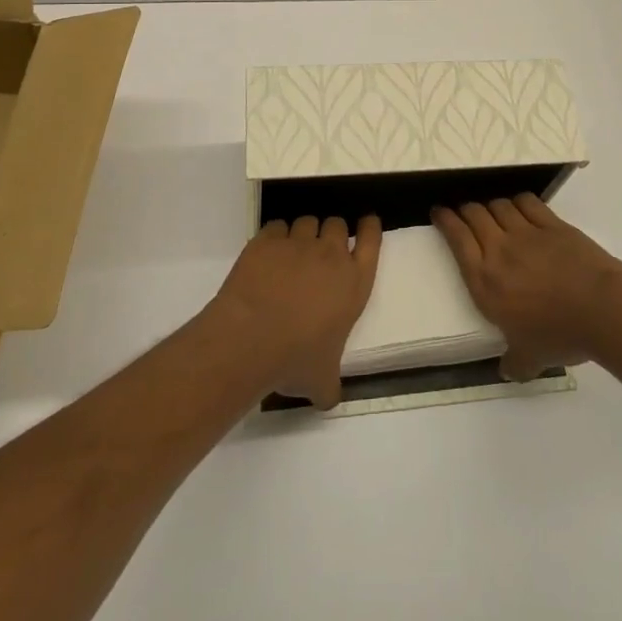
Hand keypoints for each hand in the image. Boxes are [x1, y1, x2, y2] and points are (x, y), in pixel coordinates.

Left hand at [212, 215, 381, 407]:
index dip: (369, 228)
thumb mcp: (322, 381)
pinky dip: (275, 237)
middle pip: (337, 224)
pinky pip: (276, 226)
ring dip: (303, 233)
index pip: (371, 241)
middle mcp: (330, 255)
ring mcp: (298, 244)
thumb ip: (330, 385)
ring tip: (292, 252)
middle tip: (320, 250)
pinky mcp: (267, 240)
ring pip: (307, 221)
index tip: (366, 222)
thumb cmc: (295, 359)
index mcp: (354, 283)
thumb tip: (328, 399)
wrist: (249, 339)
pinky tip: (268, 254)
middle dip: (331, 232)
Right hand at [433, 194, 621, 380]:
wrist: (601, 310)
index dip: (445, 220)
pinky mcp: (552, 225)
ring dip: (491, 204)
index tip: (439, 212)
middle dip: (465, 208)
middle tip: (463, 210)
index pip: (457, 239)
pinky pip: (528, 203)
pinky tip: (520, 205)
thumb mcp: (530, 358)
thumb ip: (514, 362)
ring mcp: (527, 233)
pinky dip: (519, 201)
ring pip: (499, 205)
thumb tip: (508, 371)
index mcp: (485, 281)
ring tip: (491, 209)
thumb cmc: (559, 335)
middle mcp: (499, 250)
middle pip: (474, 215)